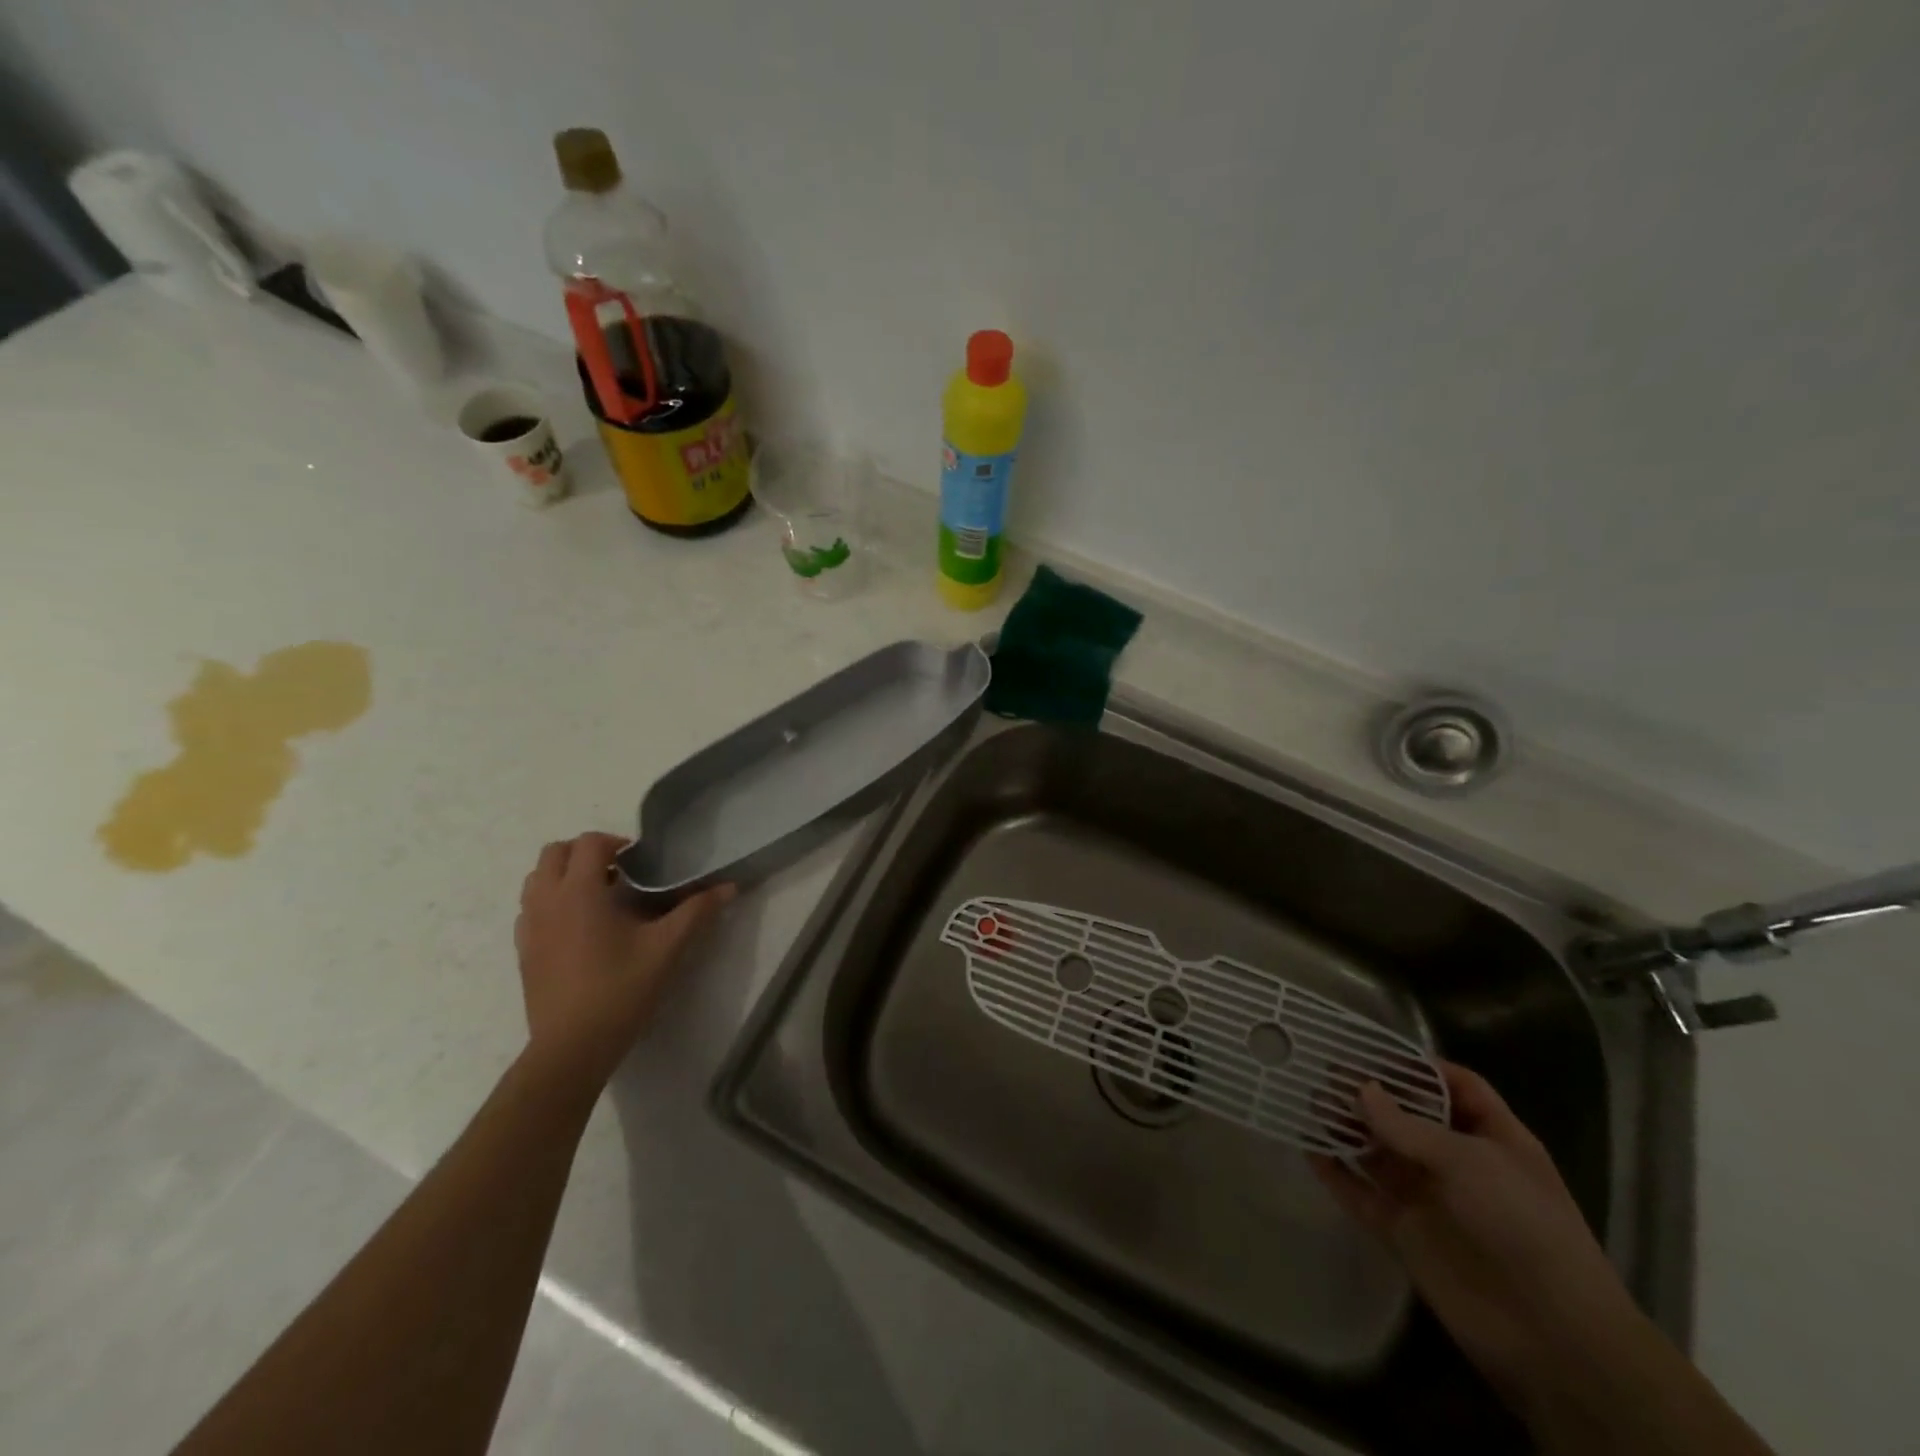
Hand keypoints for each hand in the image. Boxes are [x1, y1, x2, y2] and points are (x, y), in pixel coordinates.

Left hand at [513, 831, 733, 1087]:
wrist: (572, 1047)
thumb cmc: (620, 989)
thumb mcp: (667, 948)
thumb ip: (697, 911)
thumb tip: (729, 886)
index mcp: (579, 891)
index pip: (589, 842)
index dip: (616, 843)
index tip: (642, 863)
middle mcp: (547, 900)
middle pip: (555, 853)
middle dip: (586, 853)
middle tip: (620, 873)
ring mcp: (529, 927)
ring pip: (537, 879)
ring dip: (565, 875)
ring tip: (599, 896)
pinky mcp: (523, 951)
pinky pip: (531, 908)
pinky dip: (552, 902)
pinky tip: (580, 927)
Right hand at [1310, 1062, 1640, 1412]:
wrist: (1550, 1333)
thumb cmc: (1523, 1226)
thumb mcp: (1470, 1161)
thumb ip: (1408, 1126)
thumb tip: (1359, 1089)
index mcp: (1492, 1139)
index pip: (1456, 1087)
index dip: (1419, 1066)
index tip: (1372, 1048)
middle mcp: (1458, 1162)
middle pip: (1407, 1116)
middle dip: (1369, 1093)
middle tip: (1323, 1070)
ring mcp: (1427, 1197)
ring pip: (1377, 1151)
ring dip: (1346, 1127)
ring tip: (1307, 1101)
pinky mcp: (1402, 1230)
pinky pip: (1360, 1192)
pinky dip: (1335, 1171)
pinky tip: (1306, 1147)